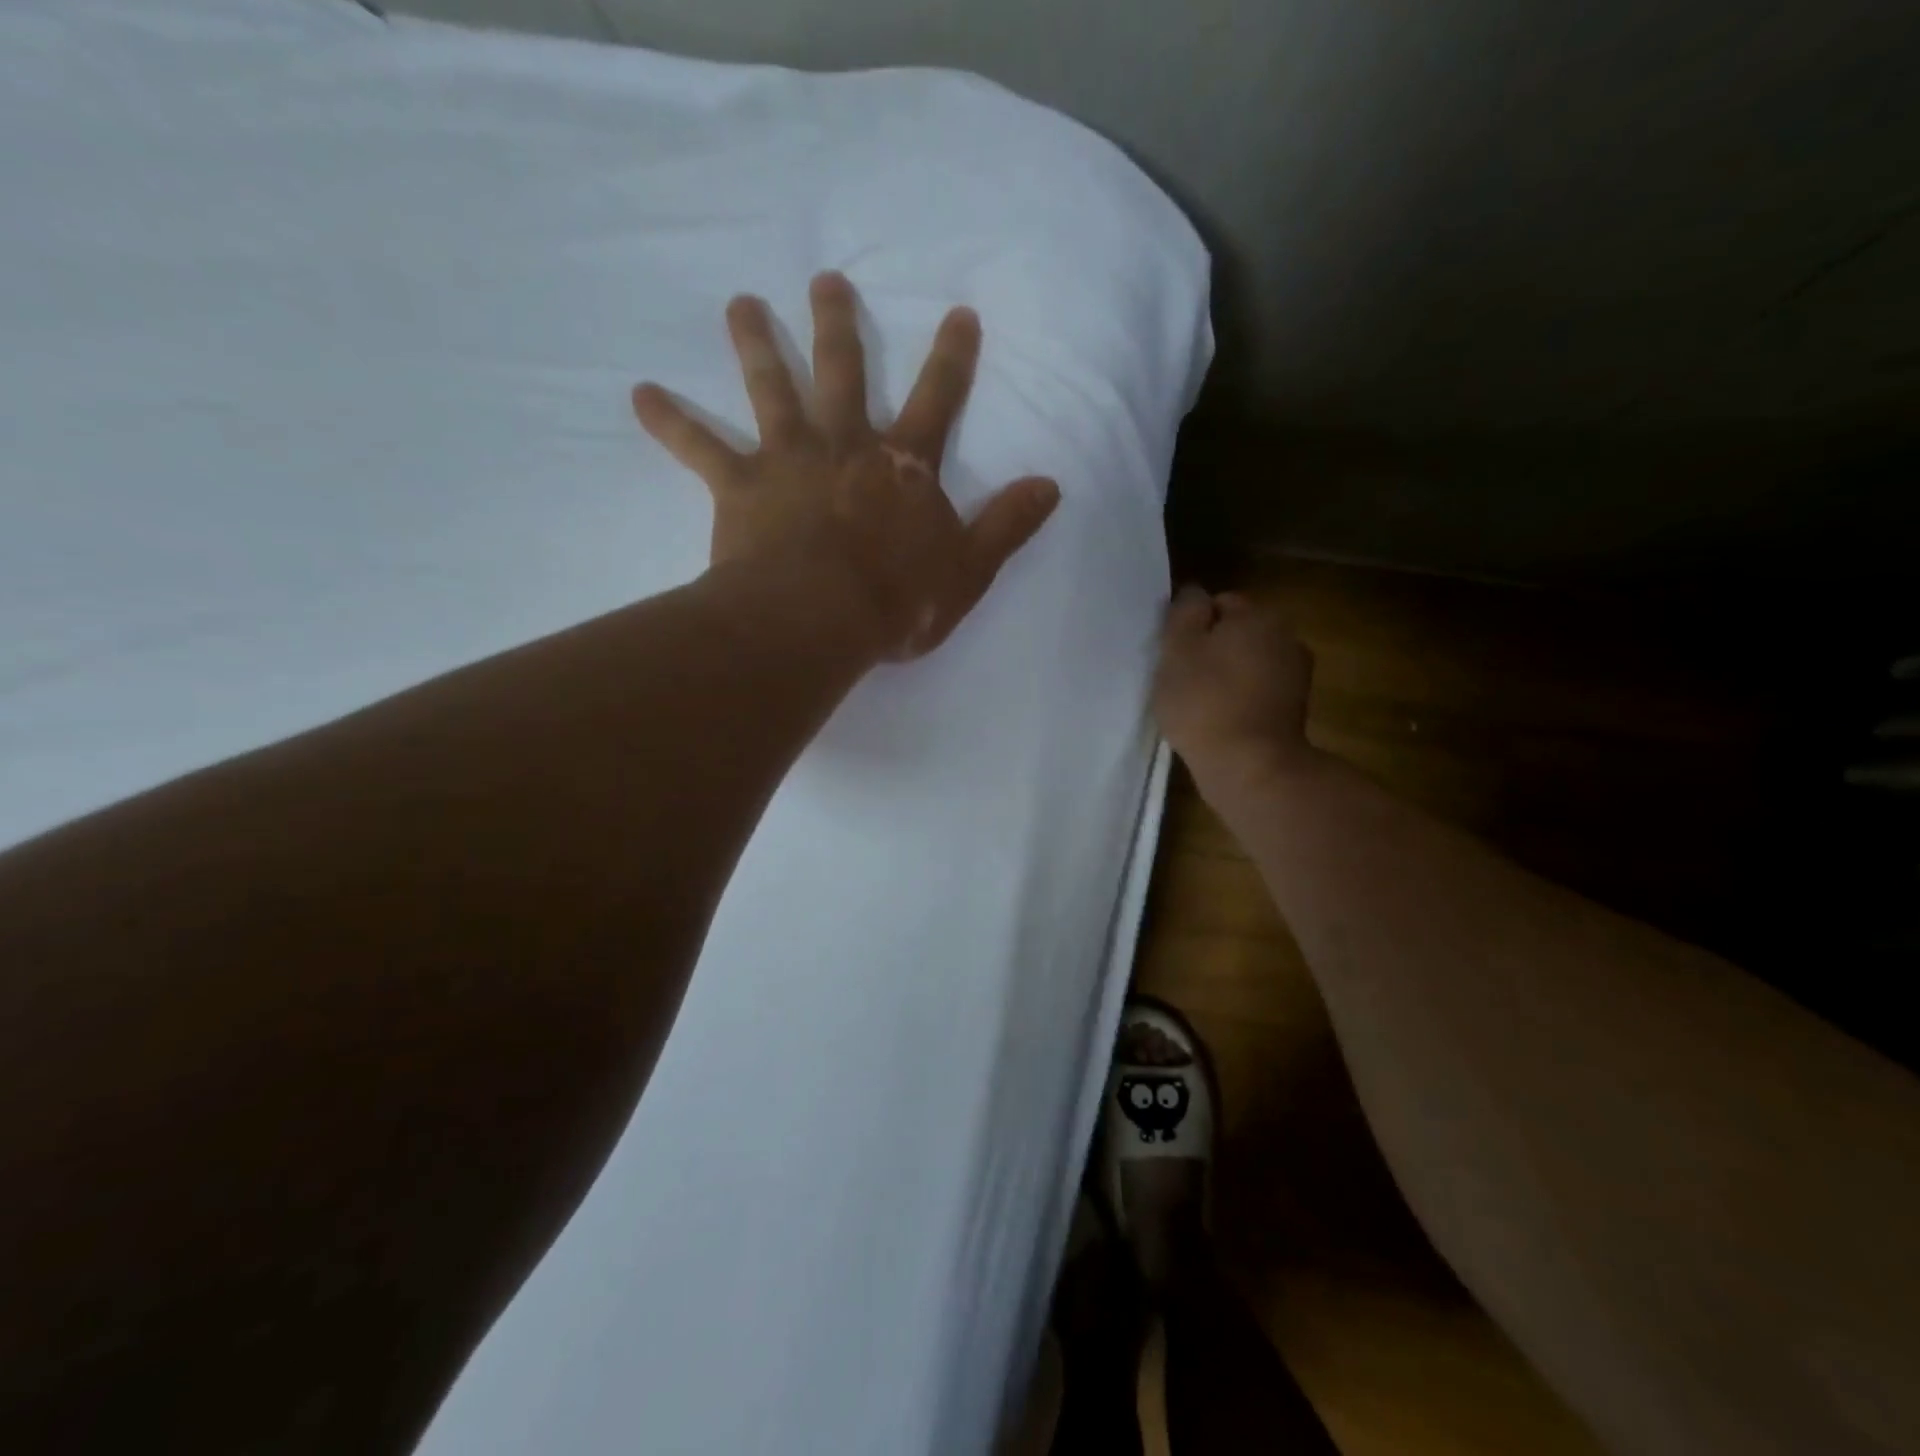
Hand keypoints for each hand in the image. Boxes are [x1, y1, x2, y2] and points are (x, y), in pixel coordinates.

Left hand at [631, 272, 1059, 660]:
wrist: (820, 620)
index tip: (959, 313)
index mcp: (903, 467)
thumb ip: (1007, 526)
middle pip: (842, 372)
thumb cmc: (897, 601)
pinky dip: (669, 421)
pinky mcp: (741, 487)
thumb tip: (1051, 485)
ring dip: (756, 343)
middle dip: (838, 324)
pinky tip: (640, 395)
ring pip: (771, 389)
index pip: (936, 401)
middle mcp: (846, 445)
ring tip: (740, 304)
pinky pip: (698, 448)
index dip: (951, 358)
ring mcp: (789, 459)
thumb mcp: (968, 571)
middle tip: (825, 280)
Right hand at [1152, 588, 1316, 784]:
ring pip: (1247, 664)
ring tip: (1198, 706)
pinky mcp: (1293, 711)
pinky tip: (1218, 722)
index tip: (1174, 655)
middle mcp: (1286, 638)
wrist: (1249, 767)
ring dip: (1225, 677)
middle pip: (1236, 634)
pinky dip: (1239, 701)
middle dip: (1211, 651)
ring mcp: (1295, 676)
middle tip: (1181, 680)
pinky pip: (1256, 693)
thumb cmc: (1205, 701)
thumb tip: (1195, 594)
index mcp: (1259, 616)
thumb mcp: (1178, 648)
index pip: (1219, 604)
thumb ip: (1184, 613)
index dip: (1192, 627)